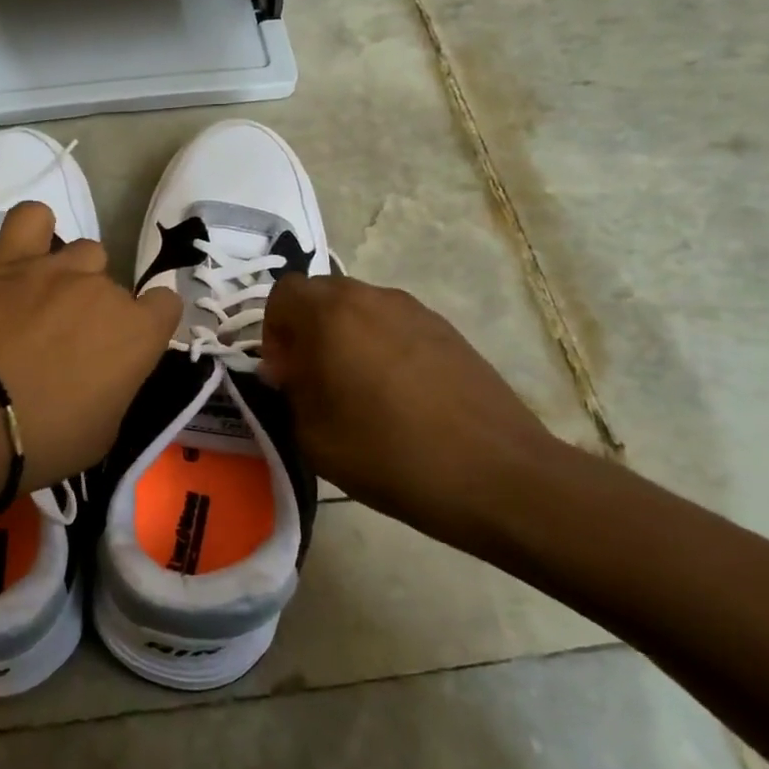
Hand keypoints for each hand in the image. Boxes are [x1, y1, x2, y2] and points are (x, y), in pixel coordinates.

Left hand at [0, 202, 180, 492]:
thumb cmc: (47, 439)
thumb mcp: (105, 432)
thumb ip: (119, 387)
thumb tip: (110, 372)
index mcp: (139, 333)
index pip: (167, 306)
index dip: (148, 325)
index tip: (125, 348)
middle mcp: (106, 291)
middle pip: (116, 287)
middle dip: (100, 313)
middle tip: (68, 346)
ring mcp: (58, 268)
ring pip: (85, 253)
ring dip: (73, 277)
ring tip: (44, 305)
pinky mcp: (11, 260)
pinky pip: (31, 218)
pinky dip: (35, 229)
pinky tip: (29, 251)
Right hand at [260, 274, 559, 547]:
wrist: (495, 474)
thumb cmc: (388, 454)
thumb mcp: (311, 435)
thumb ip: (289, 392)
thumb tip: (293, 372)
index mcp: (330, 315)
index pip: (282, 294)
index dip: (273, 331)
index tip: (286, 374)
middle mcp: (371, 298)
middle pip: (321, 295)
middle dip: (307, 330)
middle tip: (314, 380)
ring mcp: (415, 310)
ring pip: (360, 308)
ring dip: (345, 337)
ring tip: (358, 390)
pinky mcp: (447, 330)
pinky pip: (395, 325)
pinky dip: (382, 346)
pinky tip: (398, 395)